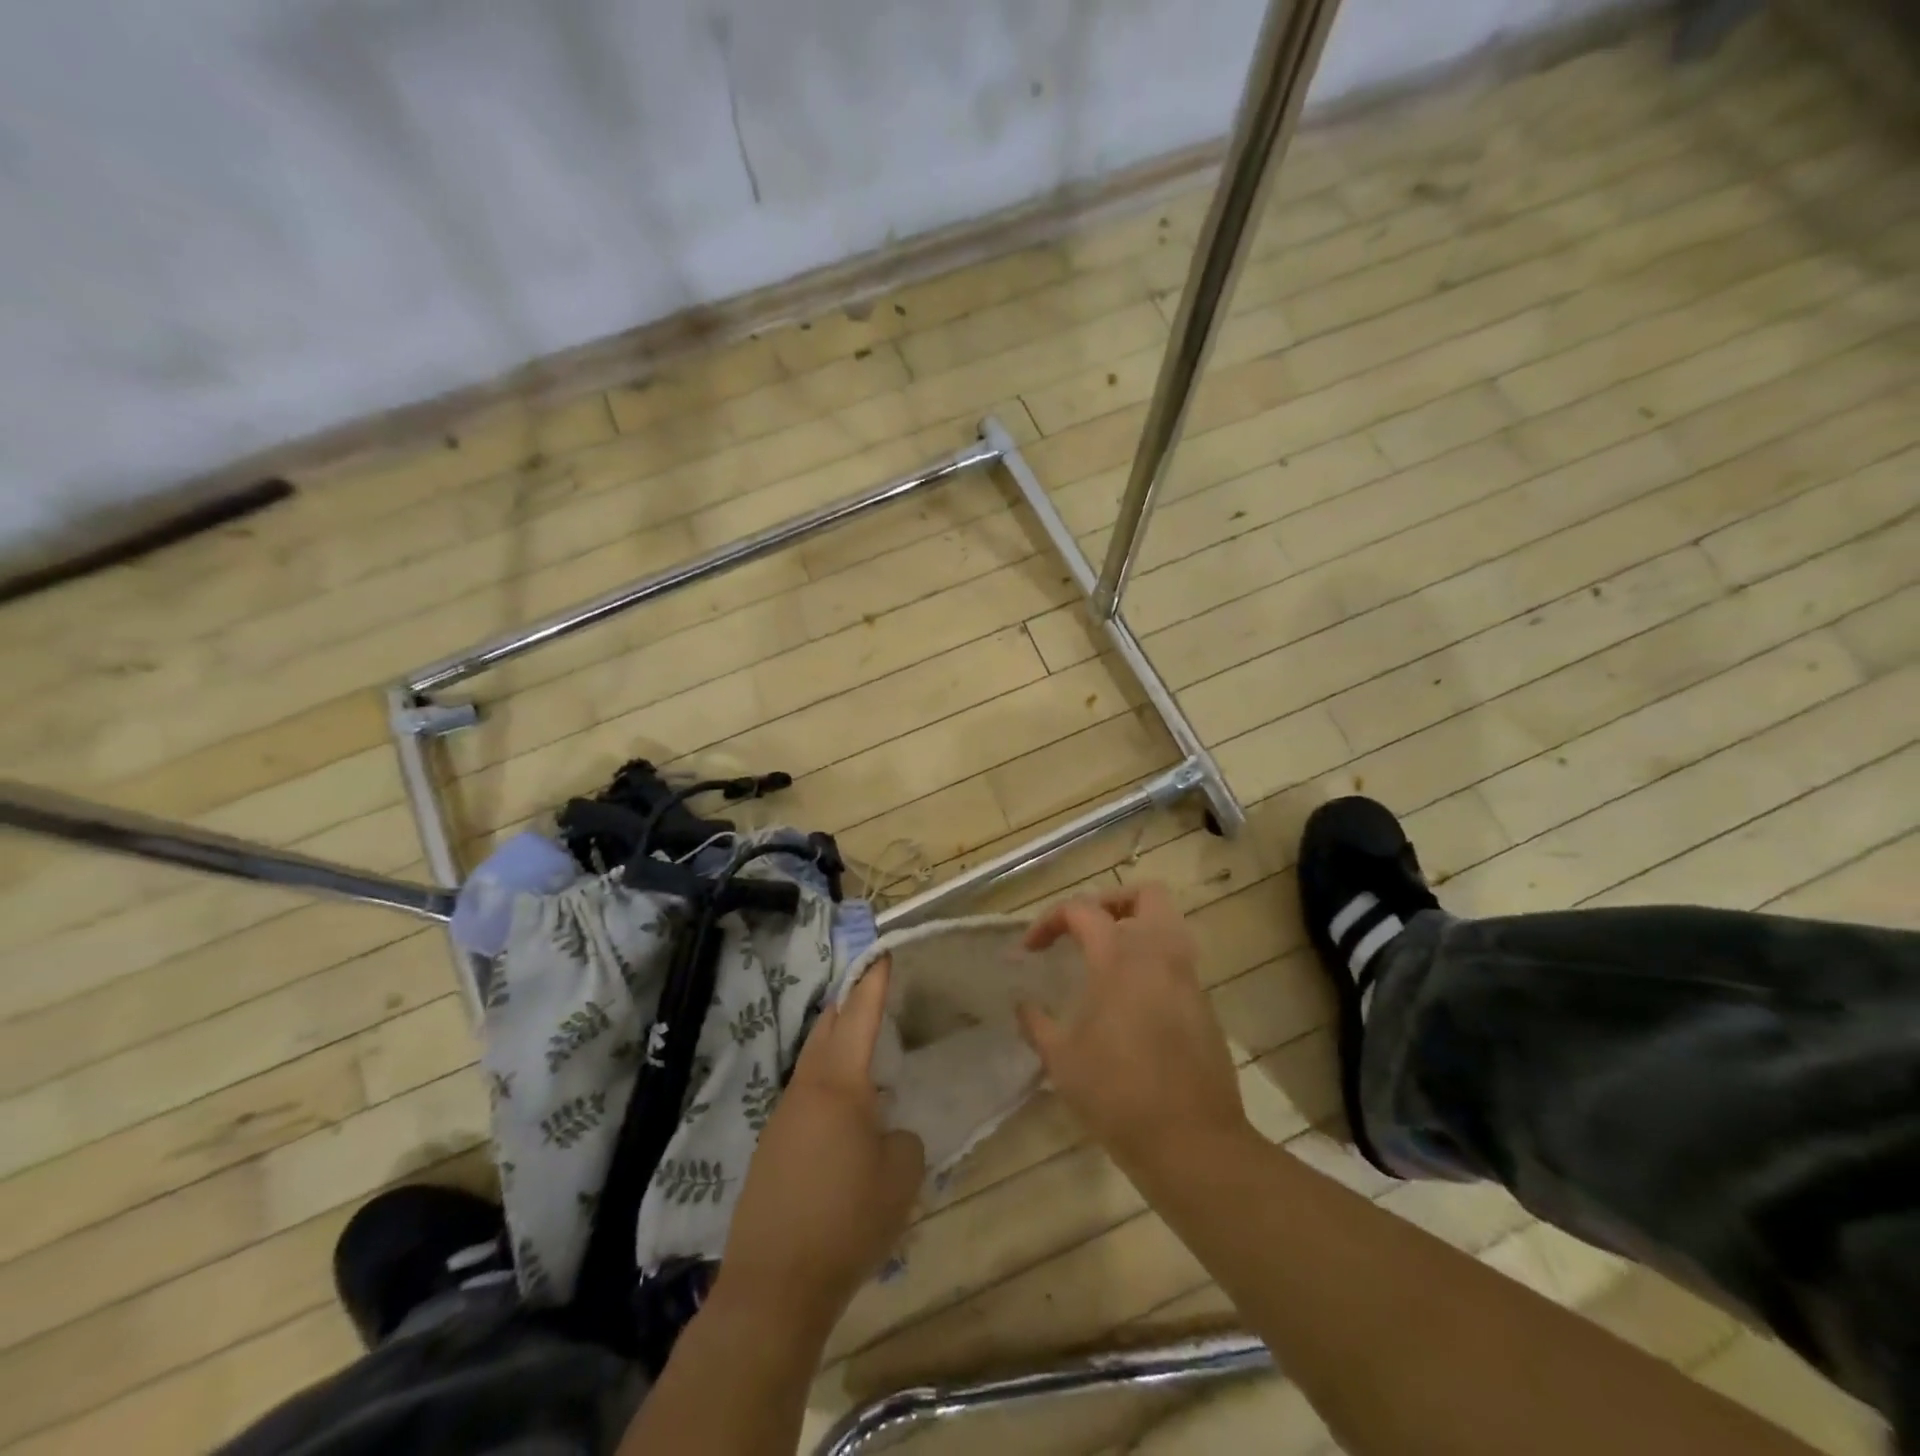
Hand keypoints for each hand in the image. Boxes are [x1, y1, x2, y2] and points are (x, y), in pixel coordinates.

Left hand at [715, 958, 923, 1337]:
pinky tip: (841, 1112)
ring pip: (812, 1062)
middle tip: (870, 992)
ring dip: (834, 1046)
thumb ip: (903, 1140)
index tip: (882, 954)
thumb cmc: (846, 1221)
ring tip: (862, 1050)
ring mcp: (783, 1116)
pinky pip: (803, 1096)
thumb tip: (889, 1133)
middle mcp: (807, 1088)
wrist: (774, 1284)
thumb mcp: (900, 1178)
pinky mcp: (771, 1147)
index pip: (859, 1017)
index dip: (873, 983)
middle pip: (826, 1029)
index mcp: (841, 1084)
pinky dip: (825, 1084)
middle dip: (847, 1004)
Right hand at [1018, 883, 1251, 1174]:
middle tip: (1085, 930)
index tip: (1030, 950)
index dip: (1049, 921)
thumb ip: (1037, 1023)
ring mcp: (1187, 978)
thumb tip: (1023, 1004)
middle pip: (1145, 895)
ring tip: (1105, 958)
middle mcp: (1159, 954)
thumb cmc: (1117, 1094)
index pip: (1082, 910)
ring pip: (1168, 923)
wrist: (1192, 1142)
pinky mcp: (1204, 1004)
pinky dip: (1152, 960)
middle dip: (1111, 902)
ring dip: (1136, 927)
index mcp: (1120, 958)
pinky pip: (1177, 960)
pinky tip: (1130, 997)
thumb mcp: (1062, 1060)